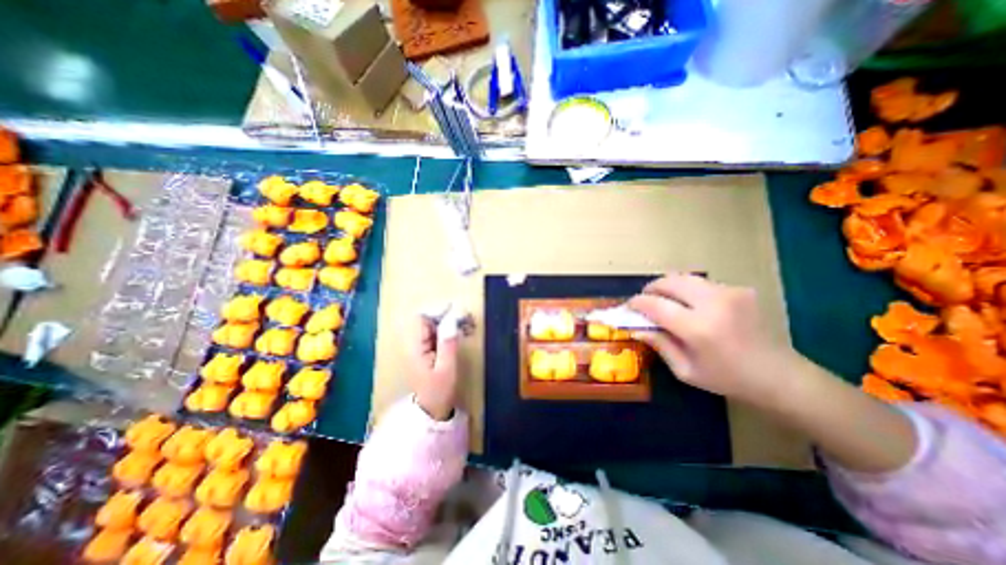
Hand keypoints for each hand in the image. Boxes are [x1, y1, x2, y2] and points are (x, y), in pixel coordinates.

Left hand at [406, 316, 460, 422]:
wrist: (431, 409)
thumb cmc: (439, 391)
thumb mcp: (446, 369)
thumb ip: (448, 344)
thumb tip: (452, 320)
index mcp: (415, 347)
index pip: (421, 318)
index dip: (437, 311)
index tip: (457, 312)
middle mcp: (414, 342)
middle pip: (427, 318)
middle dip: (447, 314)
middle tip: (466, 318)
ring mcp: (420, 345)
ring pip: (433, 323)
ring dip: (450, 320)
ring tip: (468, 324)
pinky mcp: (427, 348)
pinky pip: (437, 331)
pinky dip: (450, 328)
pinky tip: (463, 331)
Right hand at [631, 274, 798, 404]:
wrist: (781, 376)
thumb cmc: (728, 379)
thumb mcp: (685, 370)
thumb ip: (659, 344)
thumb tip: (636, 327)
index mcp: (698, 328)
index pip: (655, 304)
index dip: (636, 303)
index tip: (627, 308)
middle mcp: (713, 303)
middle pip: (669, 282)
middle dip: (650, 289)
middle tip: (644, 302)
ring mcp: (729, 292)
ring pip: (683, 278)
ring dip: (667, 287)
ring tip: (663, 302)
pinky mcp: (738, 289)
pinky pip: (700, 283)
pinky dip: (686, 291)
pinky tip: (689, 306)